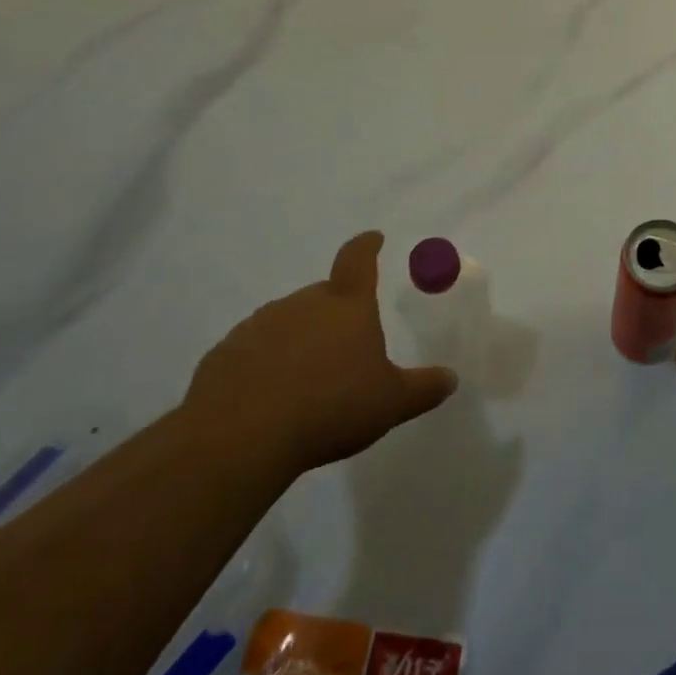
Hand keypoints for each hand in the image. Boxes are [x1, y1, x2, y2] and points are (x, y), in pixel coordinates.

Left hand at [186, 231, 457, 473]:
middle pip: (324, 296)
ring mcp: (259, 325)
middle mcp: (302, 304)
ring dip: (300, 340)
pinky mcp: (225, 353)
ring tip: (308, 381)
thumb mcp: (390, 403)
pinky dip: (267, 364)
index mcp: (346, 306)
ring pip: (288, 322)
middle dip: (336, 313)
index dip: (367, 246)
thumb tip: (451, 378)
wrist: (239, 437)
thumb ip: (423, 388)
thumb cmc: (330, 407)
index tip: (373, 238)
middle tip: (346, 347)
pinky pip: (255, 350)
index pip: (358, 260)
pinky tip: (271, 398)